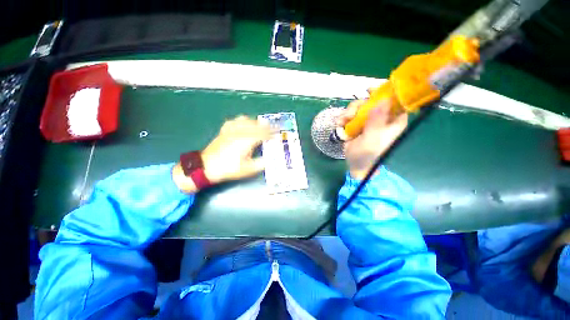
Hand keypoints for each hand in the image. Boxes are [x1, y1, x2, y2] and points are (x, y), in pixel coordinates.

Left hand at [173, 116, 270, 192]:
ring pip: (247, 120)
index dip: (272, 134)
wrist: (206, 166)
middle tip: (273, 130)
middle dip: (267, 127)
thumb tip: (269, 159)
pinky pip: (235, 121)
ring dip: (256, 123)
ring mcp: (231, 130)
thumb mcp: (248, 169)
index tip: (279, 134)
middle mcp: (240, 132)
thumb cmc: (229, 169)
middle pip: (257, 125)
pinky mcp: (225, 130)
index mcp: (247, 141)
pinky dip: (243, 121)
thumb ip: (261, 163)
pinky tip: (244, 124)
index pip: (263, 134)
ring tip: (261, 127)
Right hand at [337, 99, 407, 179]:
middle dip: (359, 106)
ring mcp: (369, 119)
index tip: (370, 90)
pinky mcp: (358, 122)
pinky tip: (340, 124)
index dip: (385, 92)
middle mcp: (382, 117)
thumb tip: (383, 99)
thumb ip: (377, 121)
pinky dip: (344, 117)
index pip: (395, 100)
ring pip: (359, 106)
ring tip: (342, 122)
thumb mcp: (372, 139)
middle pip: (372, 100)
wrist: (355, 163)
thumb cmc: (367, 154)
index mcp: (393, 121)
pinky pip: (350, 113)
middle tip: (350, 114)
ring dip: (348, 112)